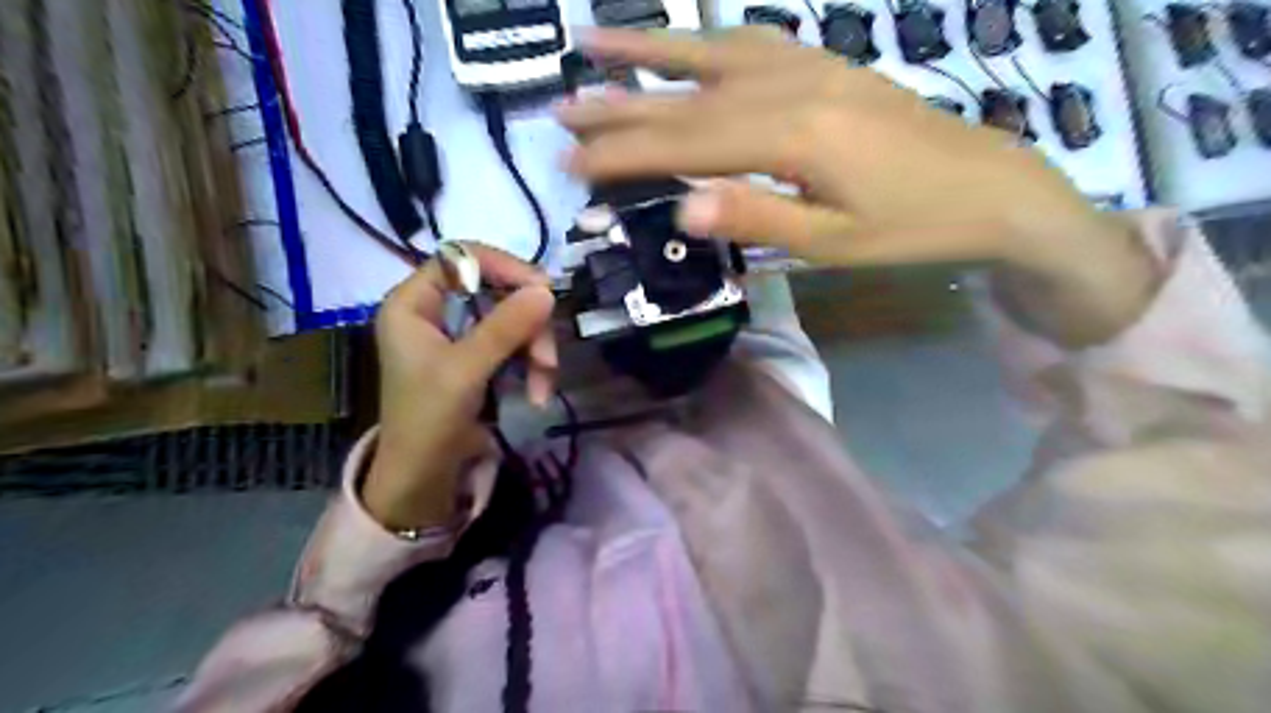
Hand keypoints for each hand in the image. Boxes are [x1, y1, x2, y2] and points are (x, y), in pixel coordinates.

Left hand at [359, 241, 553, 527]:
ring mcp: (459, 335)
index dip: (504, 267)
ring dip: (535, 350)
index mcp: (412, 303)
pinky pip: (515, 344)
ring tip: (544, 386)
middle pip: (496, 291)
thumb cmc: (428, 421)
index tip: (542, 290)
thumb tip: (547, 290)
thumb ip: (504, 328)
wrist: (423, 479)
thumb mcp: (464, 372)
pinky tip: (538, 393)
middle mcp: (435, 311)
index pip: (462, 258)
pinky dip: (531, 365)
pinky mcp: (479, 357)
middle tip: (547, 357)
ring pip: (513, 319)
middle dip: (527, 325)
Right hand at [561, 28, 1158, 345]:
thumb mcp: (833, 243)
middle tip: (560, 114)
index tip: (571, 165)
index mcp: (791, 136)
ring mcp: (808, 64)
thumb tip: (681, 208)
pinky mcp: (823, 64)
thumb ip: (756, 219)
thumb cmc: (911, 227)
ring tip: (591, 43)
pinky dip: (704, 39)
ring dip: (647, 51)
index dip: (624, 156)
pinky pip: (751, 40)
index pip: (684, 145)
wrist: (989, 187)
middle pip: (686, 97)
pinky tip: (682, 42)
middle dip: (618, 109)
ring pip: (710, 54)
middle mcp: (791, 85)